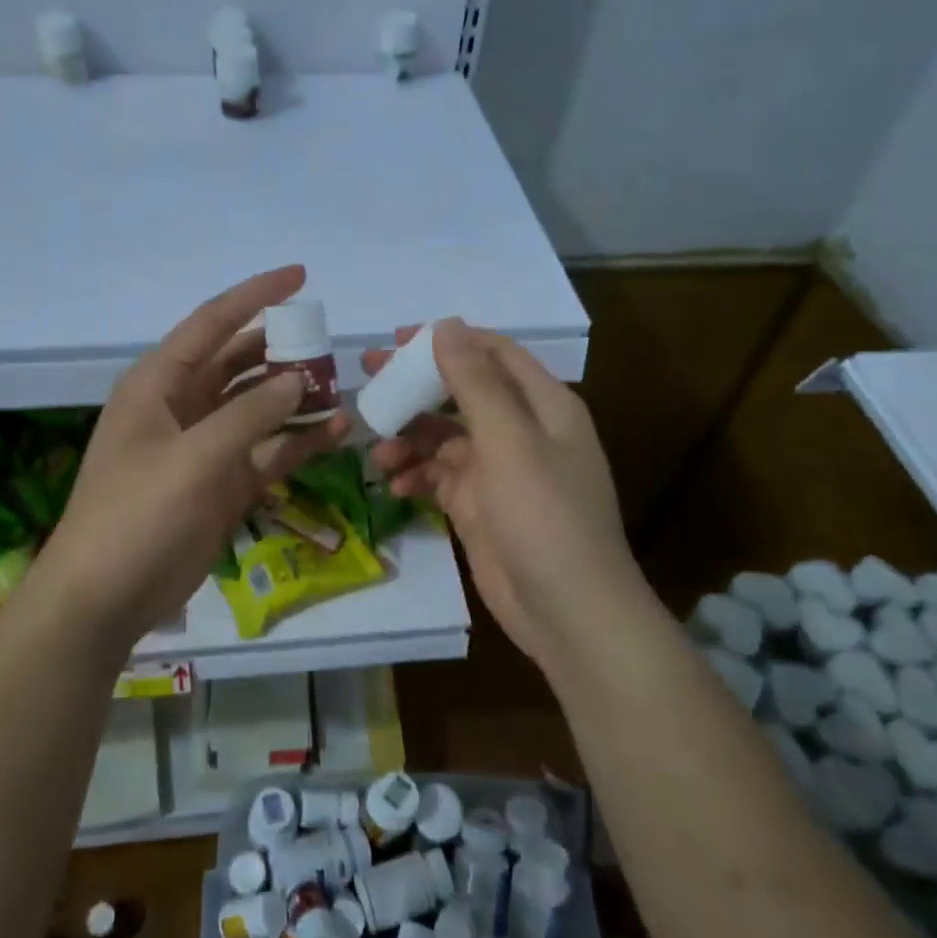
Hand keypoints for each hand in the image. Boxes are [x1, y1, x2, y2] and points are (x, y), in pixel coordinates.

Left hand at [31, 266, 349, 652]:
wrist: (104, 597)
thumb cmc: (136, 515)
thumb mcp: (194, 458)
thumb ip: (249, 414)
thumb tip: (299, 378)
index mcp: (160, 383)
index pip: (213, 322)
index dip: (256, 295)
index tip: (301, 275)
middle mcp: (183, 405)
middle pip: (240, 362)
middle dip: (283, 350)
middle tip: (330, 345)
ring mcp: (205, 446)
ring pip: (259, 407)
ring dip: (297, 398)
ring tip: (343, 390)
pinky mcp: (223, 483)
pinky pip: (267, 450)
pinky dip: (298, 441)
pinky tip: (336, 434)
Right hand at [365, 319, 649, 674]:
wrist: (568, 612)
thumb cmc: (545, 517)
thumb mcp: (510, 442)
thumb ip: (475, 383)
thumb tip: (446, 325)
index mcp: (542, 405)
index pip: (492, 353)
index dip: (447, 341)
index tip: (396, 341)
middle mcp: (521, 430)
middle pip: (461, 392)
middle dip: (416, 387)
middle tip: (368, 378)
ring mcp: (498, 470)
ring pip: (444, 437)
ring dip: (410, 438)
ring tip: (378, 453)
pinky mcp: (478, 505)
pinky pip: (439, 476)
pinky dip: (417, 475)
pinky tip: (395, 485)